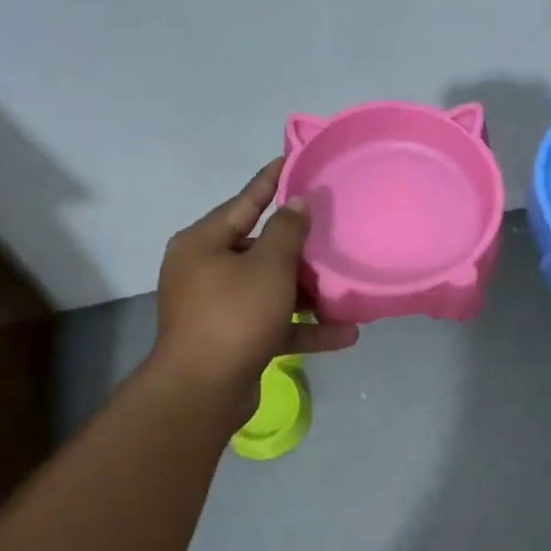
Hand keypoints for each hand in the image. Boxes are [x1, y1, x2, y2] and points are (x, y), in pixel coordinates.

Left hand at [149, 158, 357, 402]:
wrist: (203, 390)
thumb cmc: (234, 314)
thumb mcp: (268, 266)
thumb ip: (287, 231)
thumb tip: (295, 203)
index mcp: (203, 243)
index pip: (244, 202)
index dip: (271, 181)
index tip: (293, 161)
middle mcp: (206, 271)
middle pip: (260, 249)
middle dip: (299, 246)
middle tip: (333, 229)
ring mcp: (218, 308)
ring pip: (271, 289)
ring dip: (309, 292)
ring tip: (346, 286)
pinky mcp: (234, 340)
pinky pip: (274, 323)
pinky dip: (305, 326)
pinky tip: (346, 333)